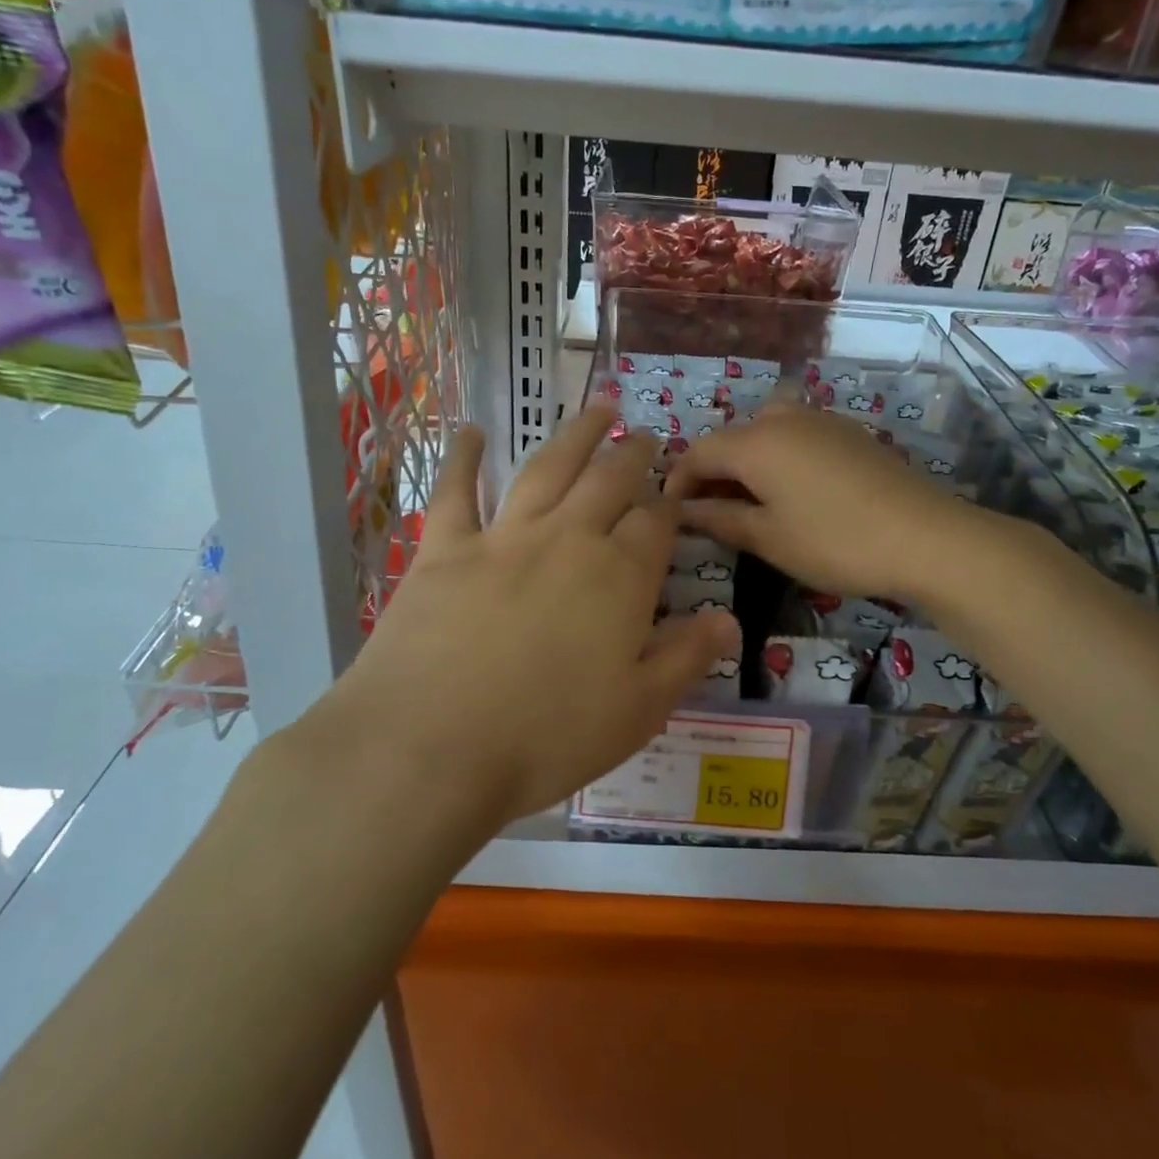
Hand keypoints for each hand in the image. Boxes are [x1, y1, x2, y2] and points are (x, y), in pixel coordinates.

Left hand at [304, 407, 738, 826]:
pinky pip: (455, 491)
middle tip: (643, 435)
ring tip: (596, 409)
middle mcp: (567, 539)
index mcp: (619, 576)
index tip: (676, 492)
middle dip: (632, 455)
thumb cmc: (546, 739)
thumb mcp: (638, 711)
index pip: (656, 523)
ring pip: (548, 468)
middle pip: (609, 481)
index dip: (669, 504)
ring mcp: (503, 537)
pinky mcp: (443, 548)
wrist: (429, 748)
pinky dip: (463, 457)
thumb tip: (729, 619)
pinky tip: (470, 432)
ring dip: (575, 436)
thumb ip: (686, 657)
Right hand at [665, 401, 1000, 602]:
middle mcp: (783, 417)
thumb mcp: (768, 537)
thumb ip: (718, 519)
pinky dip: (778, 460)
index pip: (697, 453)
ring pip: (764, 435)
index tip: (670, 516)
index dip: (677, 483)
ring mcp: (820, 420)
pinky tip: (791, 494)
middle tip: (709, 517)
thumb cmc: (834, 541)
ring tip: (748, 507)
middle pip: (731, 440)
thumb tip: (680, 513)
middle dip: (712, 475)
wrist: (925, 536)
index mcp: (755, 441)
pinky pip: (796, 438)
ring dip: (745, 466)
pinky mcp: (848, 432)